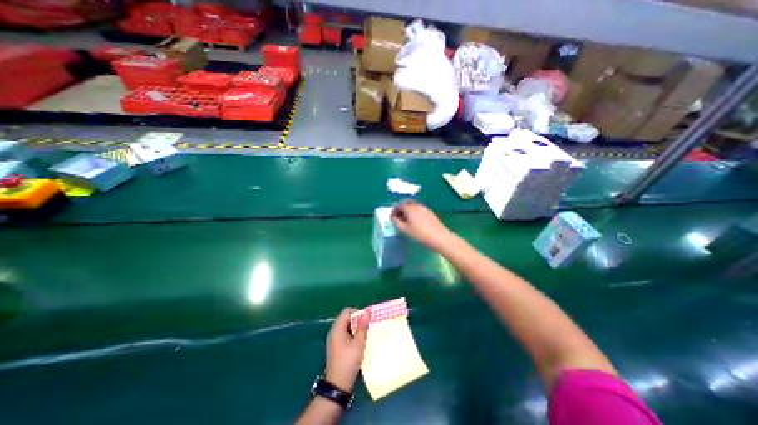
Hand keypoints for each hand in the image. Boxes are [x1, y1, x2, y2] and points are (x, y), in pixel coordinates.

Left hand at [325, 309, 370, 391]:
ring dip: (354, 328)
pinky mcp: (334, 346)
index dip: (357, 312)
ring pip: (344, 326)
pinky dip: (350, 334)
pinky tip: (357, 343)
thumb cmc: (349, 361)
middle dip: (356, 320)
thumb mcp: (359, 343)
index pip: (347, 311)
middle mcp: (333, 331)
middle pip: (345, 318)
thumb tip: (367, 311)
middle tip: (366, 327)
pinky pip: (343, 334)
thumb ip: (363, 326)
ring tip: (363, 335)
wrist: (337, 385)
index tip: (365, 320)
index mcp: (337, 328)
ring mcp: (332, 339)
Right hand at [394, 200, 452, 251]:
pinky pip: (419, 209)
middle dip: (401, 208)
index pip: (398, 205)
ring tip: (406, 221)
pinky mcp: (430, 213)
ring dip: (408, 211)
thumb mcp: (404, 230)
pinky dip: (414, 213)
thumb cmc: (419, 234)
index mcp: (409, 208)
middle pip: (406, 203)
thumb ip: (396, 222)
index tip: (393, 218)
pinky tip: (415, 222)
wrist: (439, 237)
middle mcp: (417, 205)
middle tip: (399, 217)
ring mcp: (424, 208)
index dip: (394, 211)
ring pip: (413, 206)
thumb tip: (393, 217)